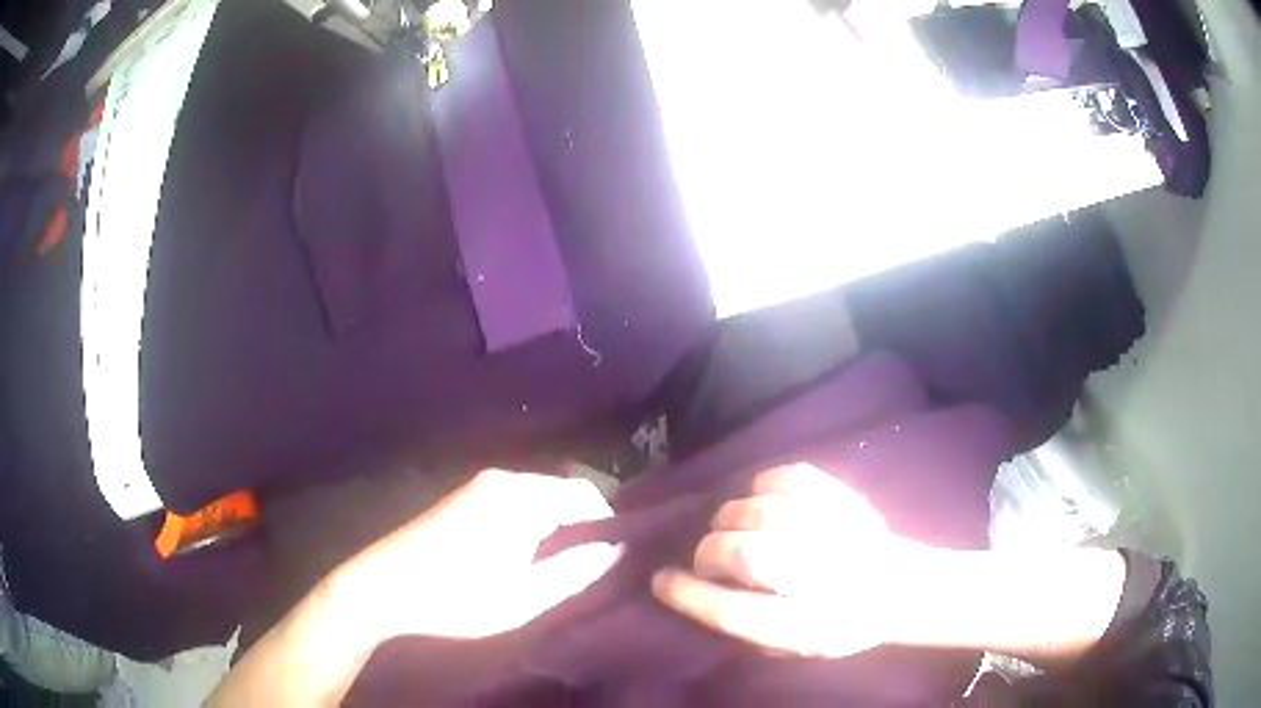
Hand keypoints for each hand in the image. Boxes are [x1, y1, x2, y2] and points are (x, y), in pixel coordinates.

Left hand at [335, 469, 621, 641]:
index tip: (614, 558)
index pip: (584, 493)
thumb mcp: (523, 597)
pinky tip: (522, 557)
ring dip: (554, 528)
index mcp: (519, 496)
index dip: (607, 523)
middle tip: (589, 567)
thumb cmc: (455, 596)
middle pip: (559, 493)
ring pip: (535, 499)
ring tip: (559, 567)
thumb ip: (574, 572)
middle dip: (580, 527)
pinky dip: (529, 525)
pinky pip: (511, 503)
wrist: (381, 587)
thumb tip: (617, 550)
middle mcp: (500, 479)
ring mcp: (476, 487)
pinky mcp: (460, 500)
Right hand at [652, 464, 917, 658]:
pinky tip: (760, 499)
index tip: (661, 580)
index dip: (689, 594)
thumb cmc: (836, 623)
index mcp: (807, 626)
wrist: (896, 587)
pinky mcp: (843, 498)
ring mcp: (836, 532)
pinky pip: (790, 477)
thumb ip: (747, 626)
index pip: (734, 611)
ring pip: (762, 512)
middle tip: (707, 559)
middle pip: (745, 554)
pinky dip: (763, 484)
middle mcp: (823, 578)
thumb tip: (700, 593)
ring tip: (732, 529)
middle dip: (710, 554)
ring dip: (731, 519)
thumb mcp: (792, 646)